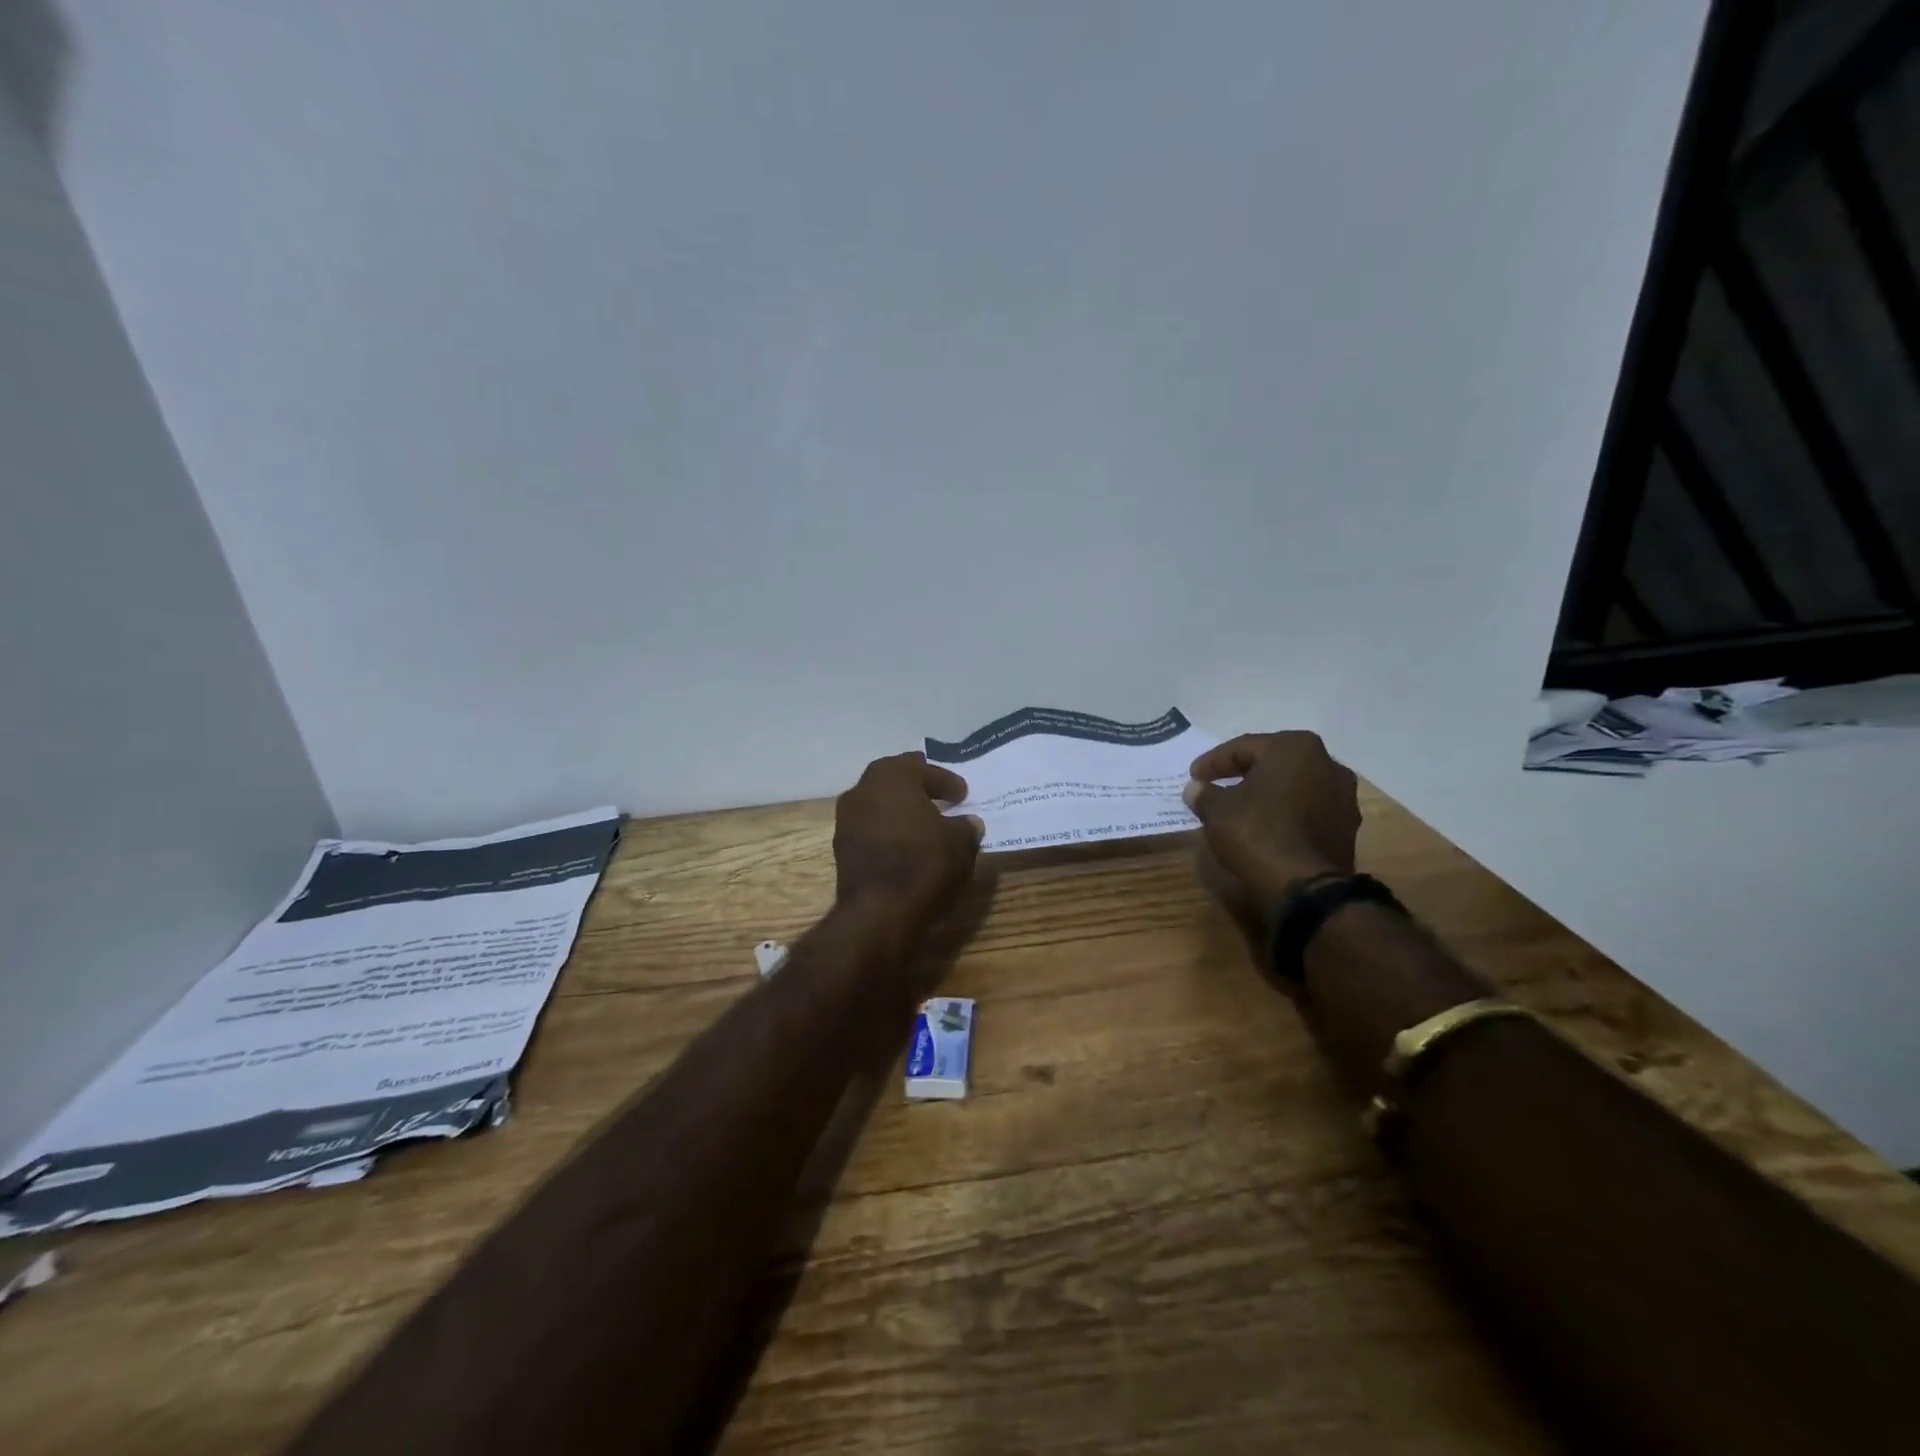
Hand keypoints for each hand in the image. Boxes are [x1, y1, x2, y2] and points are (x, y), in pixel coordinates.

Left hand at [833, 752, 984, 936]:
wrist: (879, 912)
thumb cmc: (924, 864)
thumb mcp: (960, 843)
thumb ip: (966, 826)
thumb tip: (968, 823)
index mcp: (893, 777)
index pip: (923, 768)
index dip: (946, 780)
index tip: (963, 795)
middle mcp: (863, 790)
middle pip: (894, 779)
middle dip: (918, 786)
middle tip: (940, 796)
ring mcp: (847, 819)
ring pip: (879, 803)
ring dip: (900, 809)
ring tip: (925, 824)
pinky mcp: (841, 847)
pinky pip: (871, 828)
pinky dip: (889, 831)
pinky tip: (906, 845)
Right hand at [1183, 732, 1359, 903]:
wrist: (1306, 887)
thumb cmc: (1257, 832)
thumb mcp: (1217, 810)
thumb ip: (1204, 794)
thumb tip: (1196, 789)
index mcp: (1295, 747)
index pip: (1244, 747)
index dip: (1213, 762)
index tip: (1193, 776)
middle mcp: (1327, 764)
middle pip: (1273, 763)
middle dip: (1243, 774)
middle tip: (1216, 786)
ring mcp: (1343, 797)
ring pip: (1293, 787)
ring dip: (1267, 794)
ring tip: (1240, 809)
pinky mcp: (1347, 828)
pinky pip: (1307, 811)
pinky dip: (1285, 814)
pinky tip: (1265, 827)